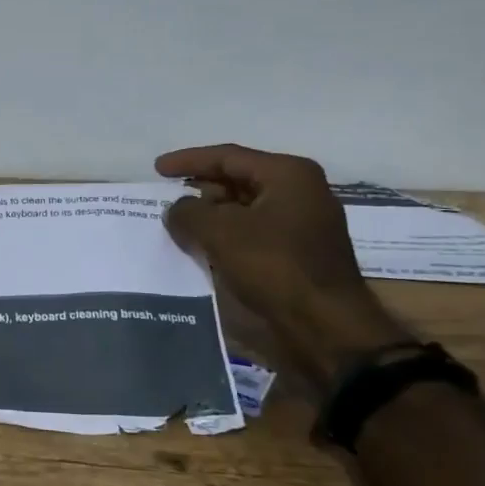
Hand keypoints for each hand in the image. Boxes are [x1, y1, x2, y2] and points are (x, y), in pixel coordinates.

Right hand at [157, 143, 406, 392]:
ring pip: (246, 209)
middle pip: (239, 180)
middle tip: (168, 196)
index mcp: (288, 174)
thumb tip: (177, 209)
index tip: (157, 168)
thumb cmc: (274, 266)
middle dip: (202, 188)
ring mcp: (304, 224)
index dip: (188, 160)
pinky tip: (203, 248)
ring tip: (179, 224)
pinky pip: (254, 233)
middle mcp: (301, 192)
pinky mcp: (300, 254)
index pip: (228, 156)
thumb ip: (187, 212)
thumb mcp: (219, 232)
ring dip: (213, 215)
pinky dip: (228, 236)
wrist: (326, 328)